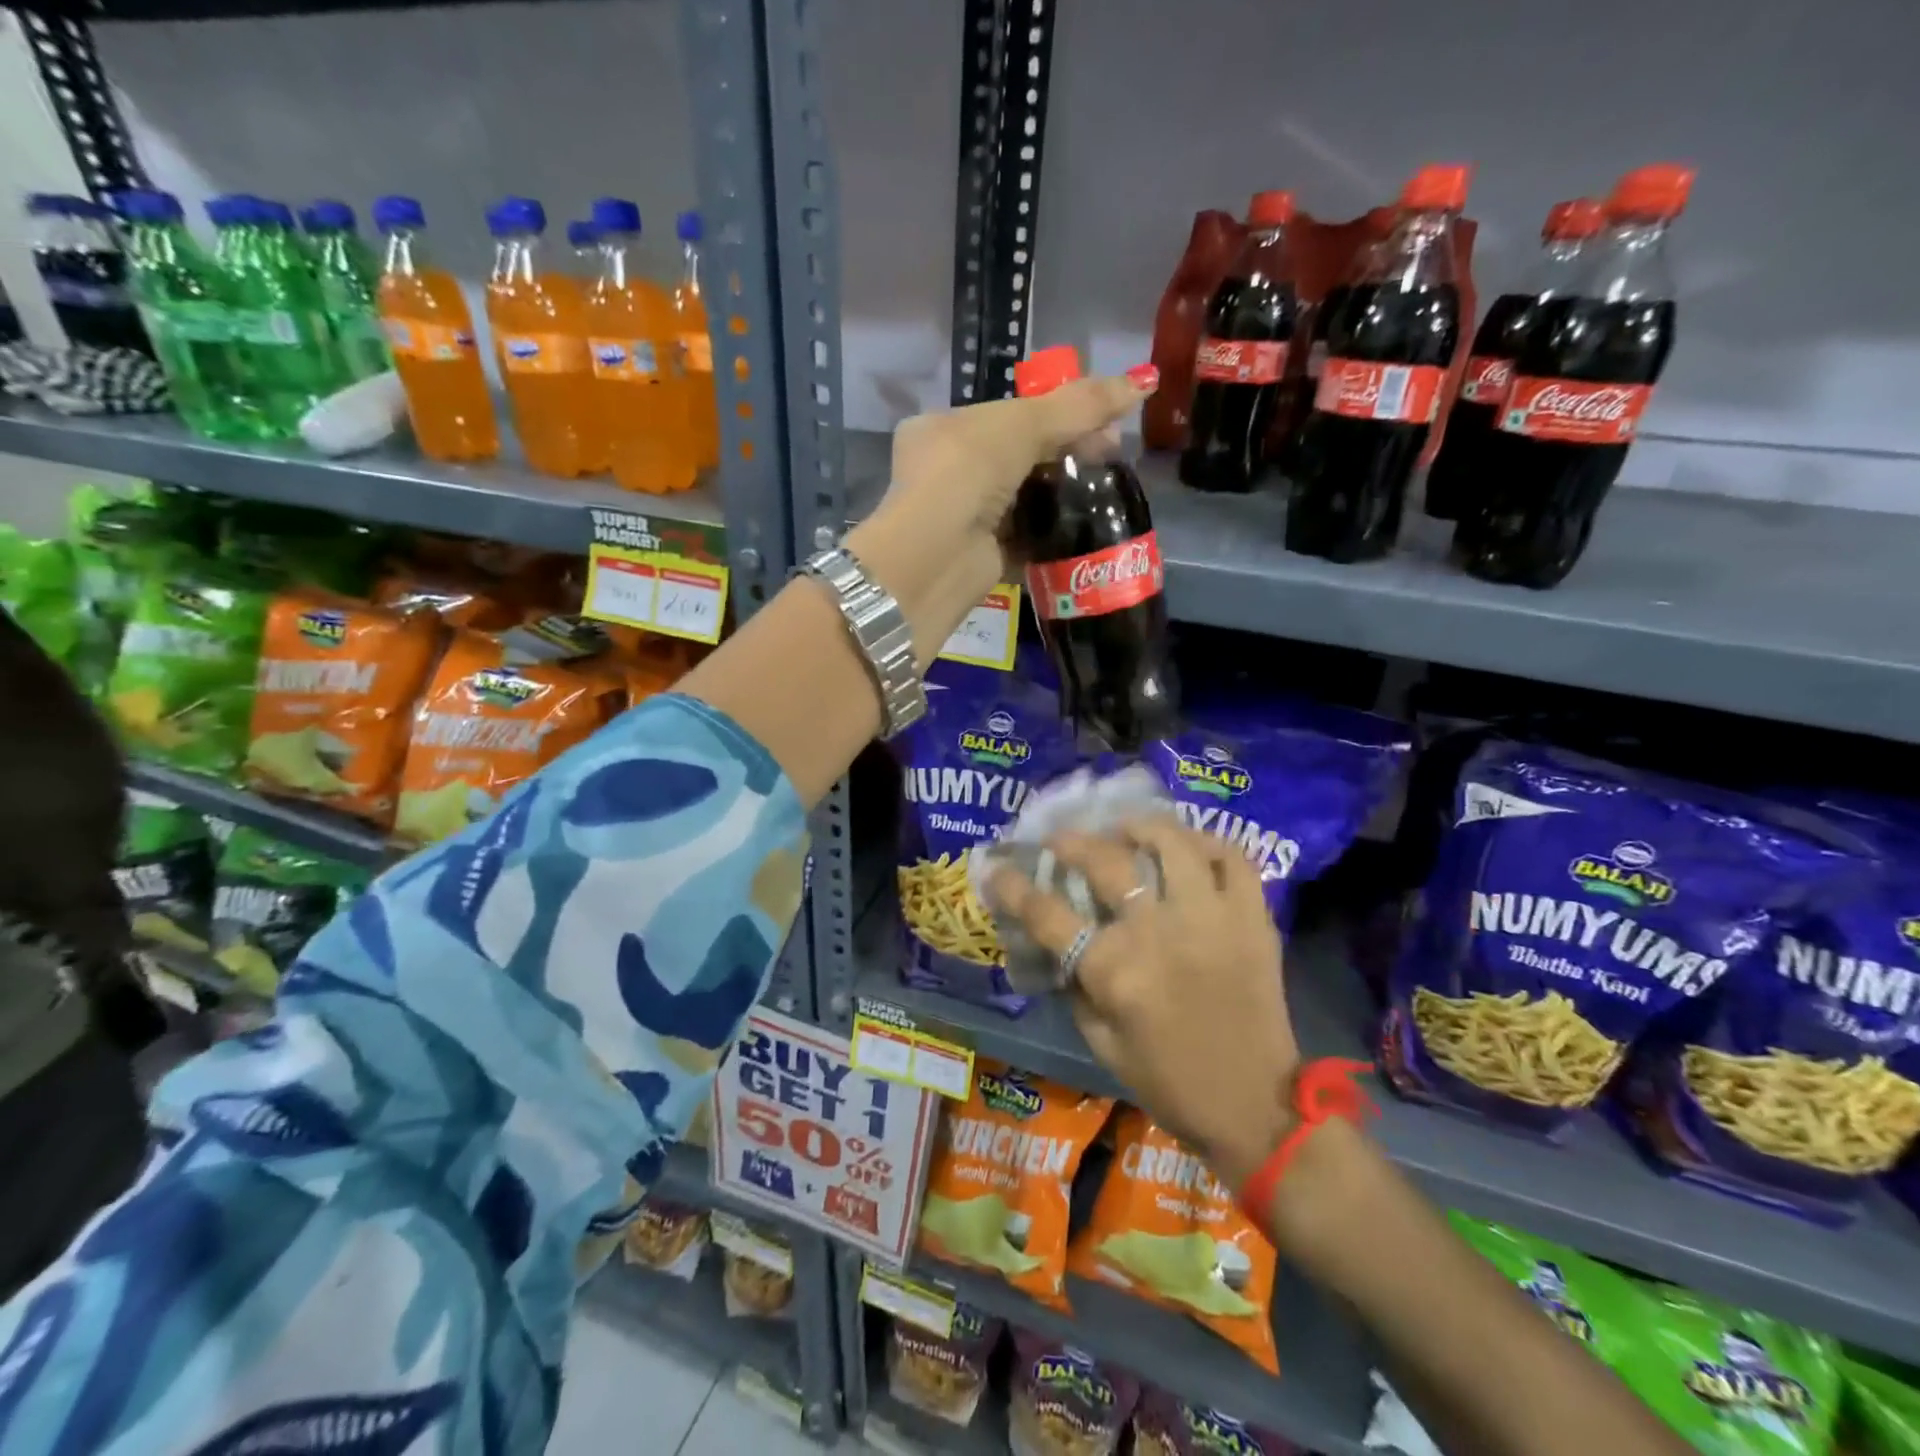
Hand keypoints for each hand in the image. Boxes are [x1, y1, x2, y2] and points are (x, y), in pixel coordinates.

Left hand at [842, 369, 1155, 664]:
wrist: (934, 558)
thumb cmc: (966, 473)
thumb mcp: (1022, 425)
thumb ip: (1079, 406)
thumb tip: (1145, 379)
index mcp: (943, 426)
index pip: (1009, 413)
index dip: (1058, 413)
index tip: (1102, 420)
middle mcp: (948, 471)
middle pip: (1021, 454)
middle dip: (1067, 452)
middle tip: (1111, 455)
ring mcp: (964, 516)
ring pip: (1025, 496)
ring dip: (1064, 492)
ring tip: (1107, 488)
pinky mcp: (983, 555)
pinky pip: (1027, 536)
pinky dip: (1054, 531)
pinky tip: (1088, 523)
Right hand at [985, 816, 1300, 1188]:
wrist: (1257, 1106)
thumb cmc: (1171, 1083)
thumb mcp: (1102, 1046)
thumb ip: (1075, 990)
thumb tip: (1058, 945)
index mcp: (1115, 971)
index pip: (1047, 914)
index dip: (1013, 886)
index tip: (997, 868)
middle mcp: (1159, 933)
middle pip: (1105, 862)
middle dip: (1071, 842)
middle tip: (1059, 839)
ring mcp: (1211, 918)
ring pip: (1172, 843)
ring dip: (1140, 826)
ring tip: (1125, 828)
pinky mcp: (1252, 919)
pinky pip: (1233, 859)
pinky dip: (1207, 844)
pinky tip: (1188, 848)